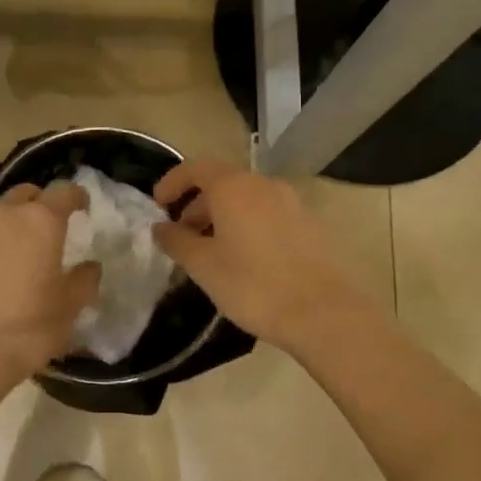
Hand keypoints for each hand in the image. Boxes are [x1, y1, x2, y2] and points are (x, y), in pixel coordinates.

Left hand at [0, 182, 101, 386]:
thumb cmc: (28, 328)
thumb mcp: (70, 308)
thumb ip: (85, 280)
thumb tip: (89, 266)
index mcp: (40, 221)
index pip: (64, 191)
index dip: (76, 197)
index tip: (82, 208)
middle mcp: (2, 216)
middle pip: (24, 195)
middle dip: (38, 205)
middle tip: (47, 231)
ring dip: (8, 229)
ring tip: (14, 257)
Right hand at [152, 160, 368, 351]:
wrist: (322, 312)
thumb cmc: (253, 285)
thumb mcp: (203, 266)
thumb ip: (177, 241)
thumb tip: (161, 227)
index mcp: (234, 187)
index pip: (195, 169)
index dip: (172, 183)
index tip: (158, 206)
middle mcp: (264, 184)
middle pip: (222, 183)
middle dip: (197, 206)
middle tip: (183, 238)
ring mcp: (291, 202)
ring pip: (246, 199)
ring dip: (223, 217)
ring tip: (212, 252)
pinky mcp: (309, 223)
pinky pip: (268, 214)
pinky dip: (248, 225)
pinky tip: (246, 259)